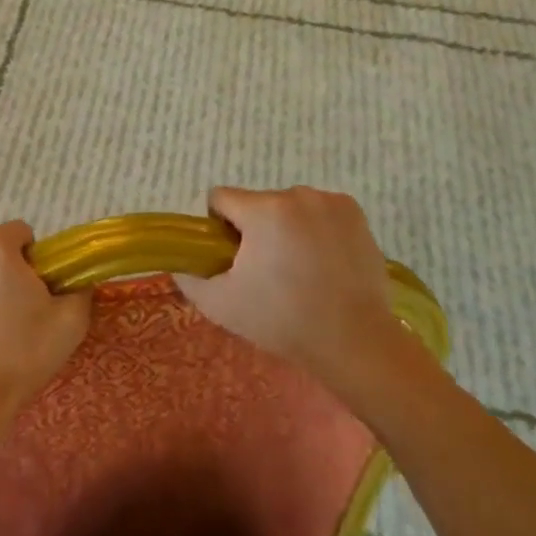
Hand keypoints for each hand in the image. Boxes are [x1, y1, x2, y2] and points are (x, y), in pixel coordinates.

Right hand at [177, 186, 396, 388]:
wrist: (355, 341)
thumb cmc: (282, 321)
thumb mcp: (220, 305)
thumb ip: (189, 277)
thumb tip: (180, 263)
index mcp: (263, 210)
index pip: (221, 198)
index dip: (219, 227)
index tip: (232, 258)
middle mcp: (296, 194)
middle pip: (257, 204)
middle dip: (255, 230)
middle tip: (267, 272)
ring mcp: (330, 201)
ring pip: (288, 207)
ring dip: (285, 228)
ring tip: (300, 271)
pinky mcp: (355, 212)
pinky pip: (318, 211)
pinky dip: (315, 228)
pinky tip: (324, 262)